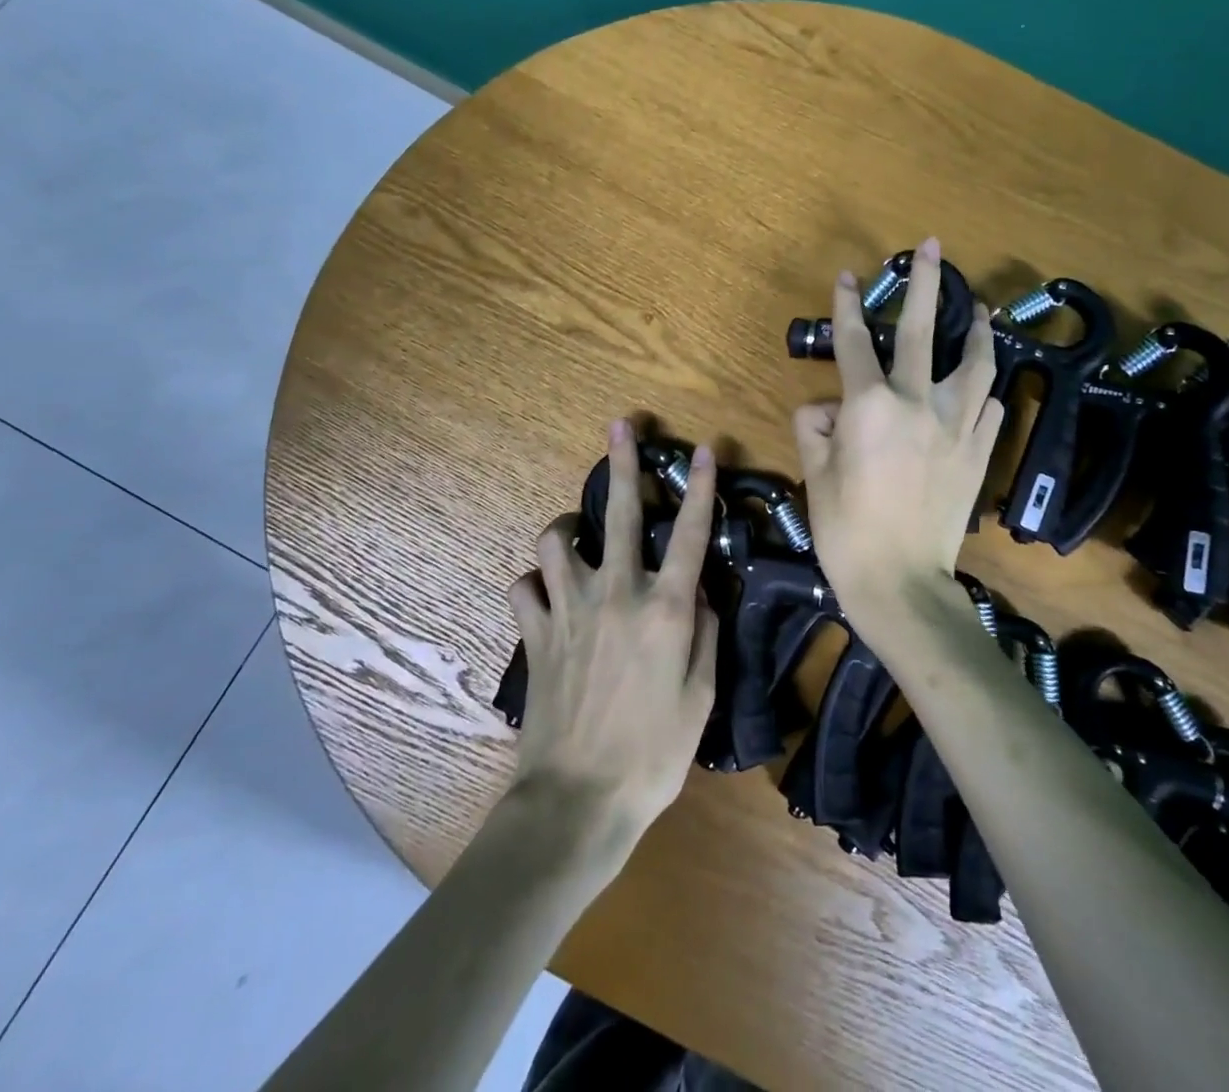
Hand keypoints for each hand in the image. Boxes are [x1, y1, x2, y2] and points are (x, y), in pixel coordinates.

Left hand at [505, 419, 719, 862]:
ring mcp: (569, 610)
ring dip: (568, 529)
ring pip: (556, 540)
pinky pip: (524, 588)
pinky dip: (534, 584)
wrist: (578, 800)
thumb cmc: (653, 754)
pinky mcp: (534, 633)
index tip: (705, 450)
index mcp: (665, 609)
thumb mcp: (702, 697)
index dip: (700, 488)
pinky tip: (545, 594)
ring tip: (578, 536)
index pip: (690, 533)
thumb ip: (704, 633)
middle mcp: (617, 594)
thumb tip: (700, 591)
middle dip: (622, 464)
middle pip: (622, 513)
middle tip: (620, 427)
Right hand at [793, 238, 1003, 631]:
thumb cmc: (846, 530)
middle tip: (933, 247)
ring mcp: (956, 426)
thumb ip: (815, 429)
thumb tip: (826, 409)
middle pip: (923, 330)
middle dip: (926, 283)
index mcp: (870, 405)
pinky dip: (982, 390)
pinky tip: (981, 386)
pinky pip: (987, 407)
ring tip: (979, 309)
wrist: (901, 582)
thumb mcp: (815, 475)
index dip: (849, 305)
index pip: (855, 342)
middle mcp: (917, 403)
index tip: (849, 276)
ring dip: (977, 330)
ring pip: (976, 362)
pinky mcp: (980, 451)